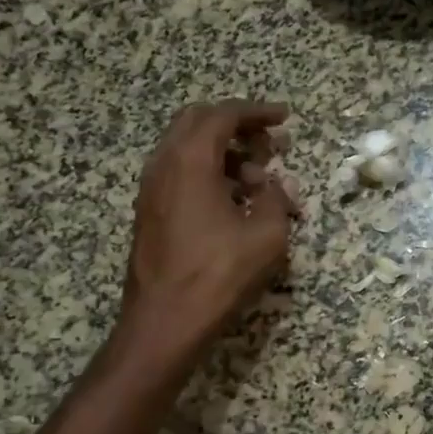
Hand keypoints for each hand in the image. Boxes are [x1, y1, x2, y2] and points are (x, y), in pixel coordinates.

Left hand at [118, 100, 297, 358]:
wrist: (164, 321)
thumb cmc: (218, 275)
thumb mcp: (266, 236)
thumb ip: (276, 199)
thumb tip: (276, 185)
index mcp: (190, 160)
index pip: (223, 115)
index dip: (257, 112)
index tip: (284, 118)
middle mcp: (163, 164)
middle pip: (198, 122)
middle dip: (237, 126)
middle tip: (269, 145)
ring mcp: (151, 188)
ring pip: (186, 148)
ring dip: (223, 151)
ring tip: (257, 179)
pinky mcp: (149, 211)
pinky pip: (178, 172)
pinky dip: (207, 171)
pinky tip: (232, 200)